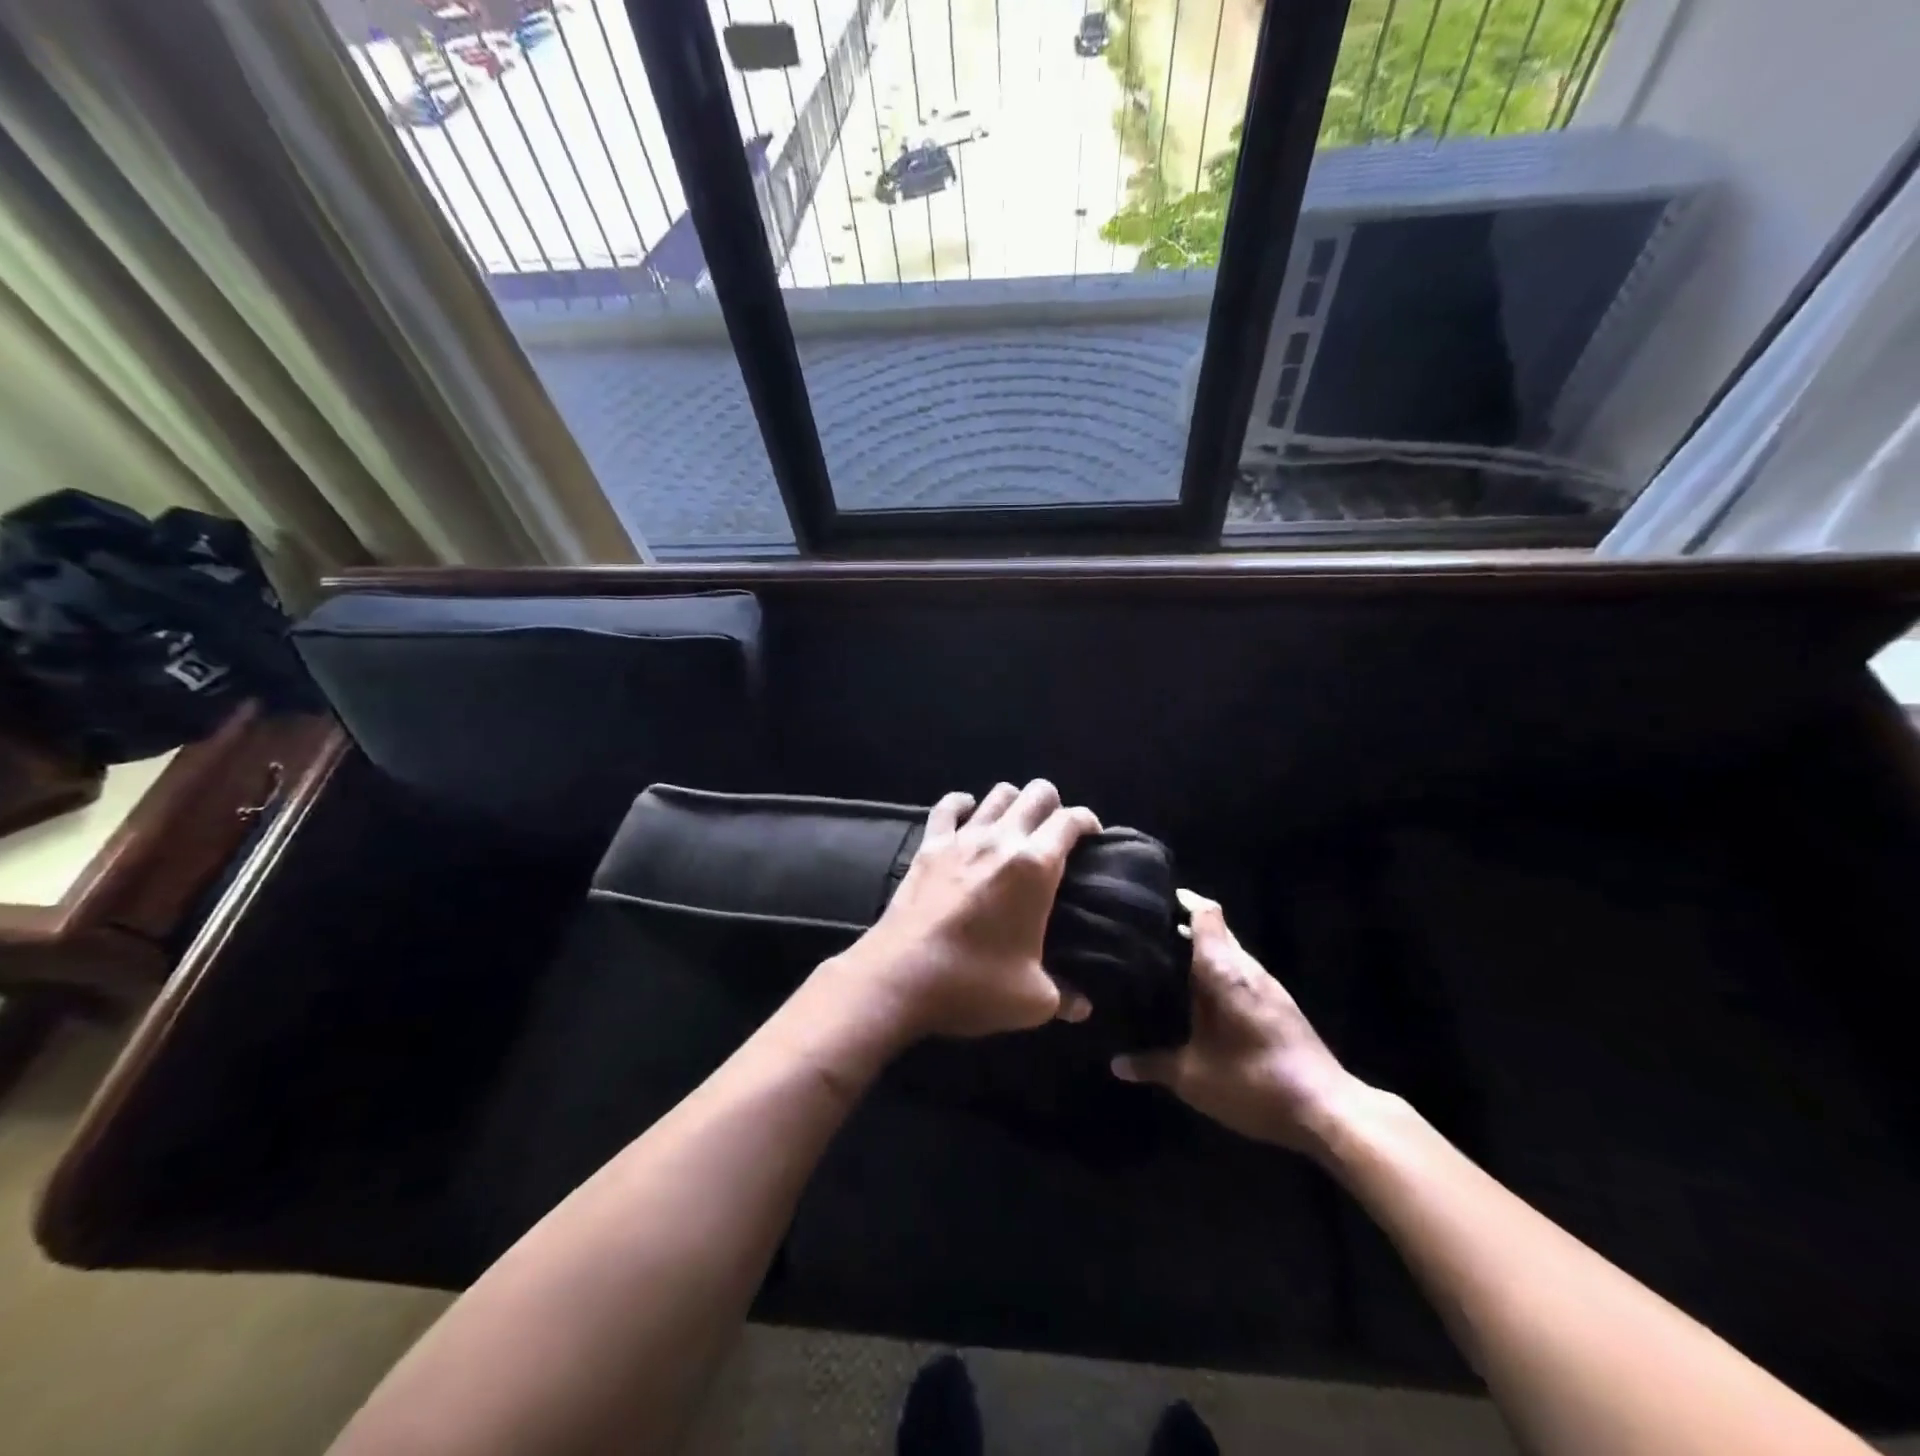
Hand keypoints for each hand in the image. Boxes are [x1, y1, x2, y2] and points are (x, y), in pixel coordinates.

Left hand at [828, 780, 1101, 1039]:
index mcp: (1035, 866)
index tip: (1093, 839)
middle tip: (1055, 833)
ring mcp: (962, 838)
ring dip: (1014, 802)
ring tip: (1016, 825)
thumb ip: (1064, 996)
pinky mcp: (929, 846)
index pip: (1070, 821)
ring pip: (997, 794)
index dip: (1087, 822)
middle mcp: (1002, 840)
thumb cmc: (974, 984)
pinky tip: (969, 814)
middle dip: (1053, 805)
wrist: (901, 977)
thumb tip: (1082, 1007)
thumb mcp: (1032, 1000)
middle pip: (1037, 793)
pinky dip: (962, 804)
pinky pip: (947, 807)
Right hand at [1112, 891, 1363, 1156]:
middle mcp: (1247, 968)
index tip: (1153, 901)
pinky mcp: (1281, 1007)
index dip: (1182, 901)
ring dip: (1204, 954)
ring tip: (1167, 962)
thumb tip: (1116, 1064)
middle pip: (1217, 931)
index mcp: (1223, 970)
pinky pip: (1243, 975)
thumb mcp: (1192, 1077)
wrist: (1327, 1111)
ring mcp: (1269, 987)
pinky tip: (1202, 998)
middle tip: (1147, 935)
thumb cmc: (1252, 1081)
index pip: (1205, 914)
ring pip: (1231, 955)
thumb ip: (1152, 1065)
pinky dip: (1220, 975)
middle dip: (1184, 928)